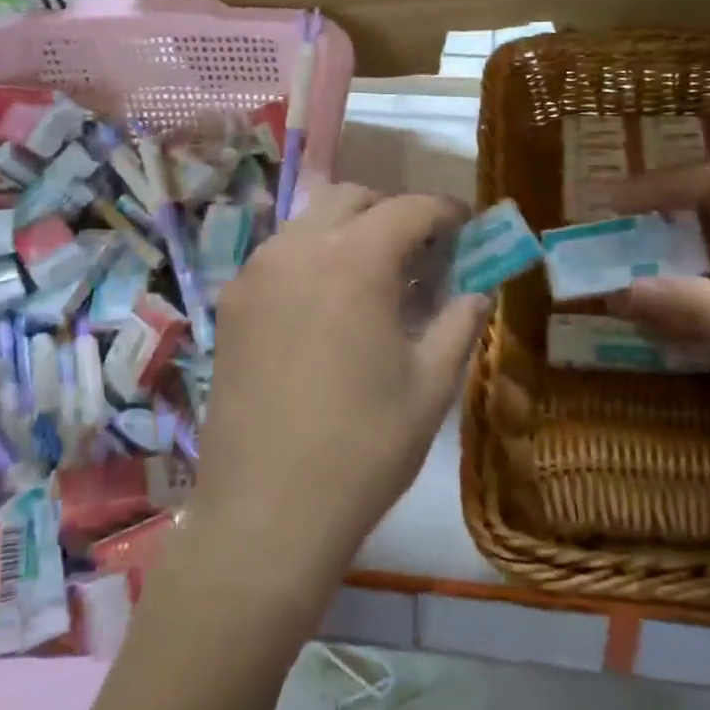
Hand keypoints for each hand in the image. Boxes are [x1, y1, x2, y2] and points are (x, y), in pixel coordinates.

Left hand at [192, 183, 490, 599]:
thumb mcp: (431, 386)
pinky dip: (311, 257)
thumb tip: (478, 293)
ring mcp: (256, 274)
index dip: (444, 211)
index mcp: (355, 262)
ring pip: (308, 221)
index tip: (464, 226)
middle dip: (391, 212)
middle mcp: (298, 250)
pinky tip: (325, 306)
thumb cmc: (363, 448)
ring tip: (371, 278)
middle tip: (418, 253)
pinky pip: (278, 255)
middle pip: (351, 198)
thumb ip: (459, 324)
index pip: (408, 209)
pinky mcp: (231, 305)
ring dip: (347, 231)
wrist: (266, 511)